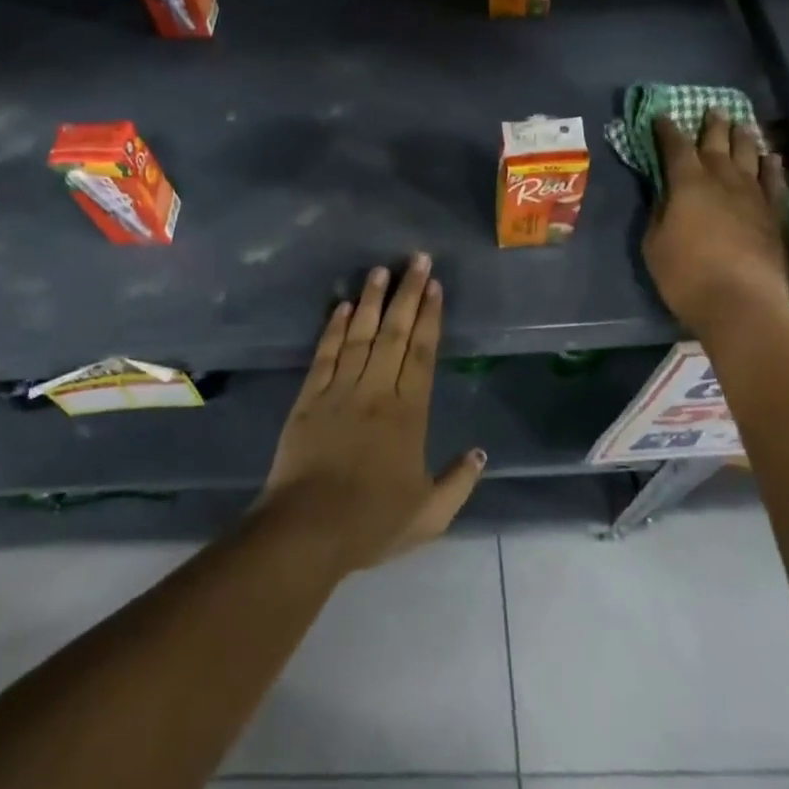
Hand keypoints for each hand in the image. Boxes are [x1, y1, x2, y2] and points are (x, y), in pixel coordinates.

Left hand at [257, 254, 484, 573]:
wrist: (308, 529)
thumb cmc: (372, 523)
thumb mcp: (430, 514)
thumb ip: (458, 482)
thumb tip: (480, 453)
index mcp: (408, 414)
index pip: (422, 354)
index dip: (430, 317)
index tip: (435, 286)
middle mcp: (376, 391)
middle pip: (395, 334)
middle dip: (408, 293)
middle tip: (416, 259)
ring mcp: (339, 390)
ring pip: (360, 335)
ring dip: (372, 301)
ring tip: (380, 269)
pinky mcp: (309, 397)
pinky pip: (325, 354)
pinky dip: (333, 328)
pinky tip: (342, 306)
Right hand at [642, 111, 788, 327]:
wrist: (741, 304)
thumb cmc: (686, 274)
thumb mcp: (655, 244)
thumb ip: (660, 214)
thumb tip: (666, 197)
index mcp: (688, 184)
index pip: (676, 148)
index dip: (668, 131)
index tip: (662, 117)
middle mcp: (722, 181)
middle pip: (717, 144)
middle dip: (712, 126)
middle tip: (713, 109)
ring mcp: (752, 197)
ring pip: (748, 157)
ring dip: (743, 138)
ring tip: (741, 124)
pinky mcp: (773, 216)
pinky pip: (774, 182)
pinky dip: (772, 167)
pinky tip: (772, 158)